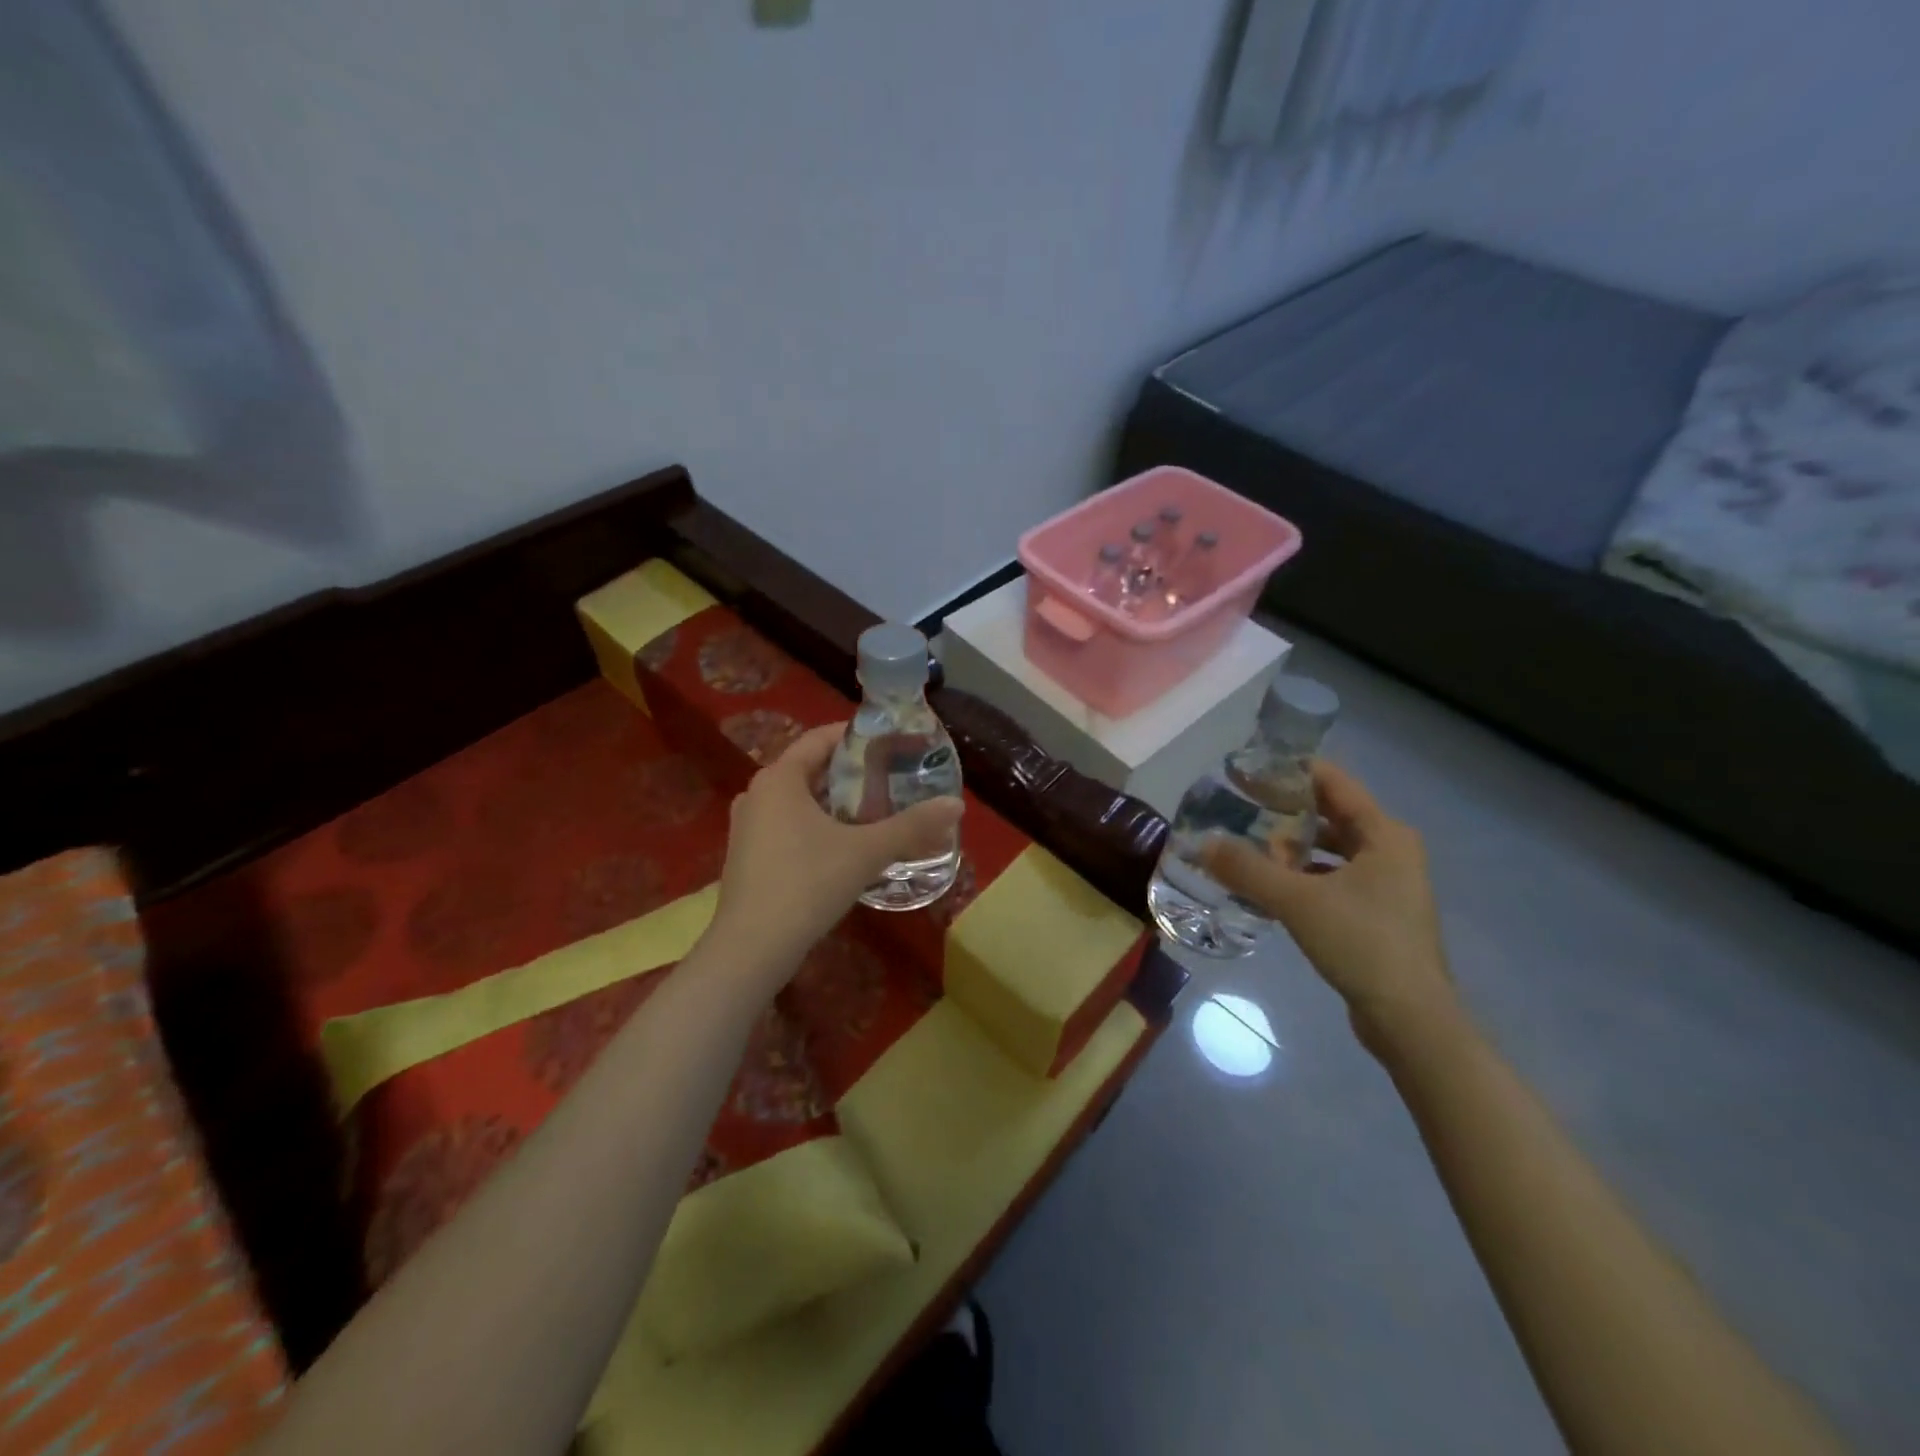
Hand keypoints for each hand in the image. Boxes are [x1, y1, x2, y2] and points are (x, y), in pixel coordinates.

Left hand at [709, 723, 963, 972]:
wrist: (751, 948)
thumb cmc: (807, 884)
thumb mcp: (866, 852)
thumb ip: (912, 826)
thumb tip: (957, 805)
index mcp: (779, 778)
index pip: (820, 738)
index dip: (857, 736)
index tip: (891, 742)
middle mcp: (757, 793)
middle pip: (810, 769)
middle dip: (851, 774)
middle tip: (891, 780)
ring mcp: (747, 826)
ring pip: (798, 801)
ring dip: (834, 803)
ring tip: (874, 812)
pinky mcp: (746, 856)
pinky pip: (787, 825)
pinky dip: (816, 826)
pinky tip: (843, 847)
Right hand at [1200, 761, 1454, 1052]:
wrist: (1410, 1018)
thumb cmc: (1362, 943)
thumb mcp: (1297, 901)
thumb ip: (1247, 869)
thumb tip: (1203, 844)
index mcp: (1384, 834)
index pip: (1333, 783)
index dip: (1290, 771)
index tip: (1248, 770)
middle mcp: (1390, 851)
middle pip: (1331, 815)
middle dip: (1285, 810)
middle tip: (1239, 806)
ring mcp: (1387, 885)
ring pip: (1331, 850)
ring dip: (1292, 846)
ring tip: (1247, 844)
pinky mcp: (1377, 914)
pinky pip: (1333, 878)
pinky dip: (1302, 876)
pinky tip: (1269, 886)